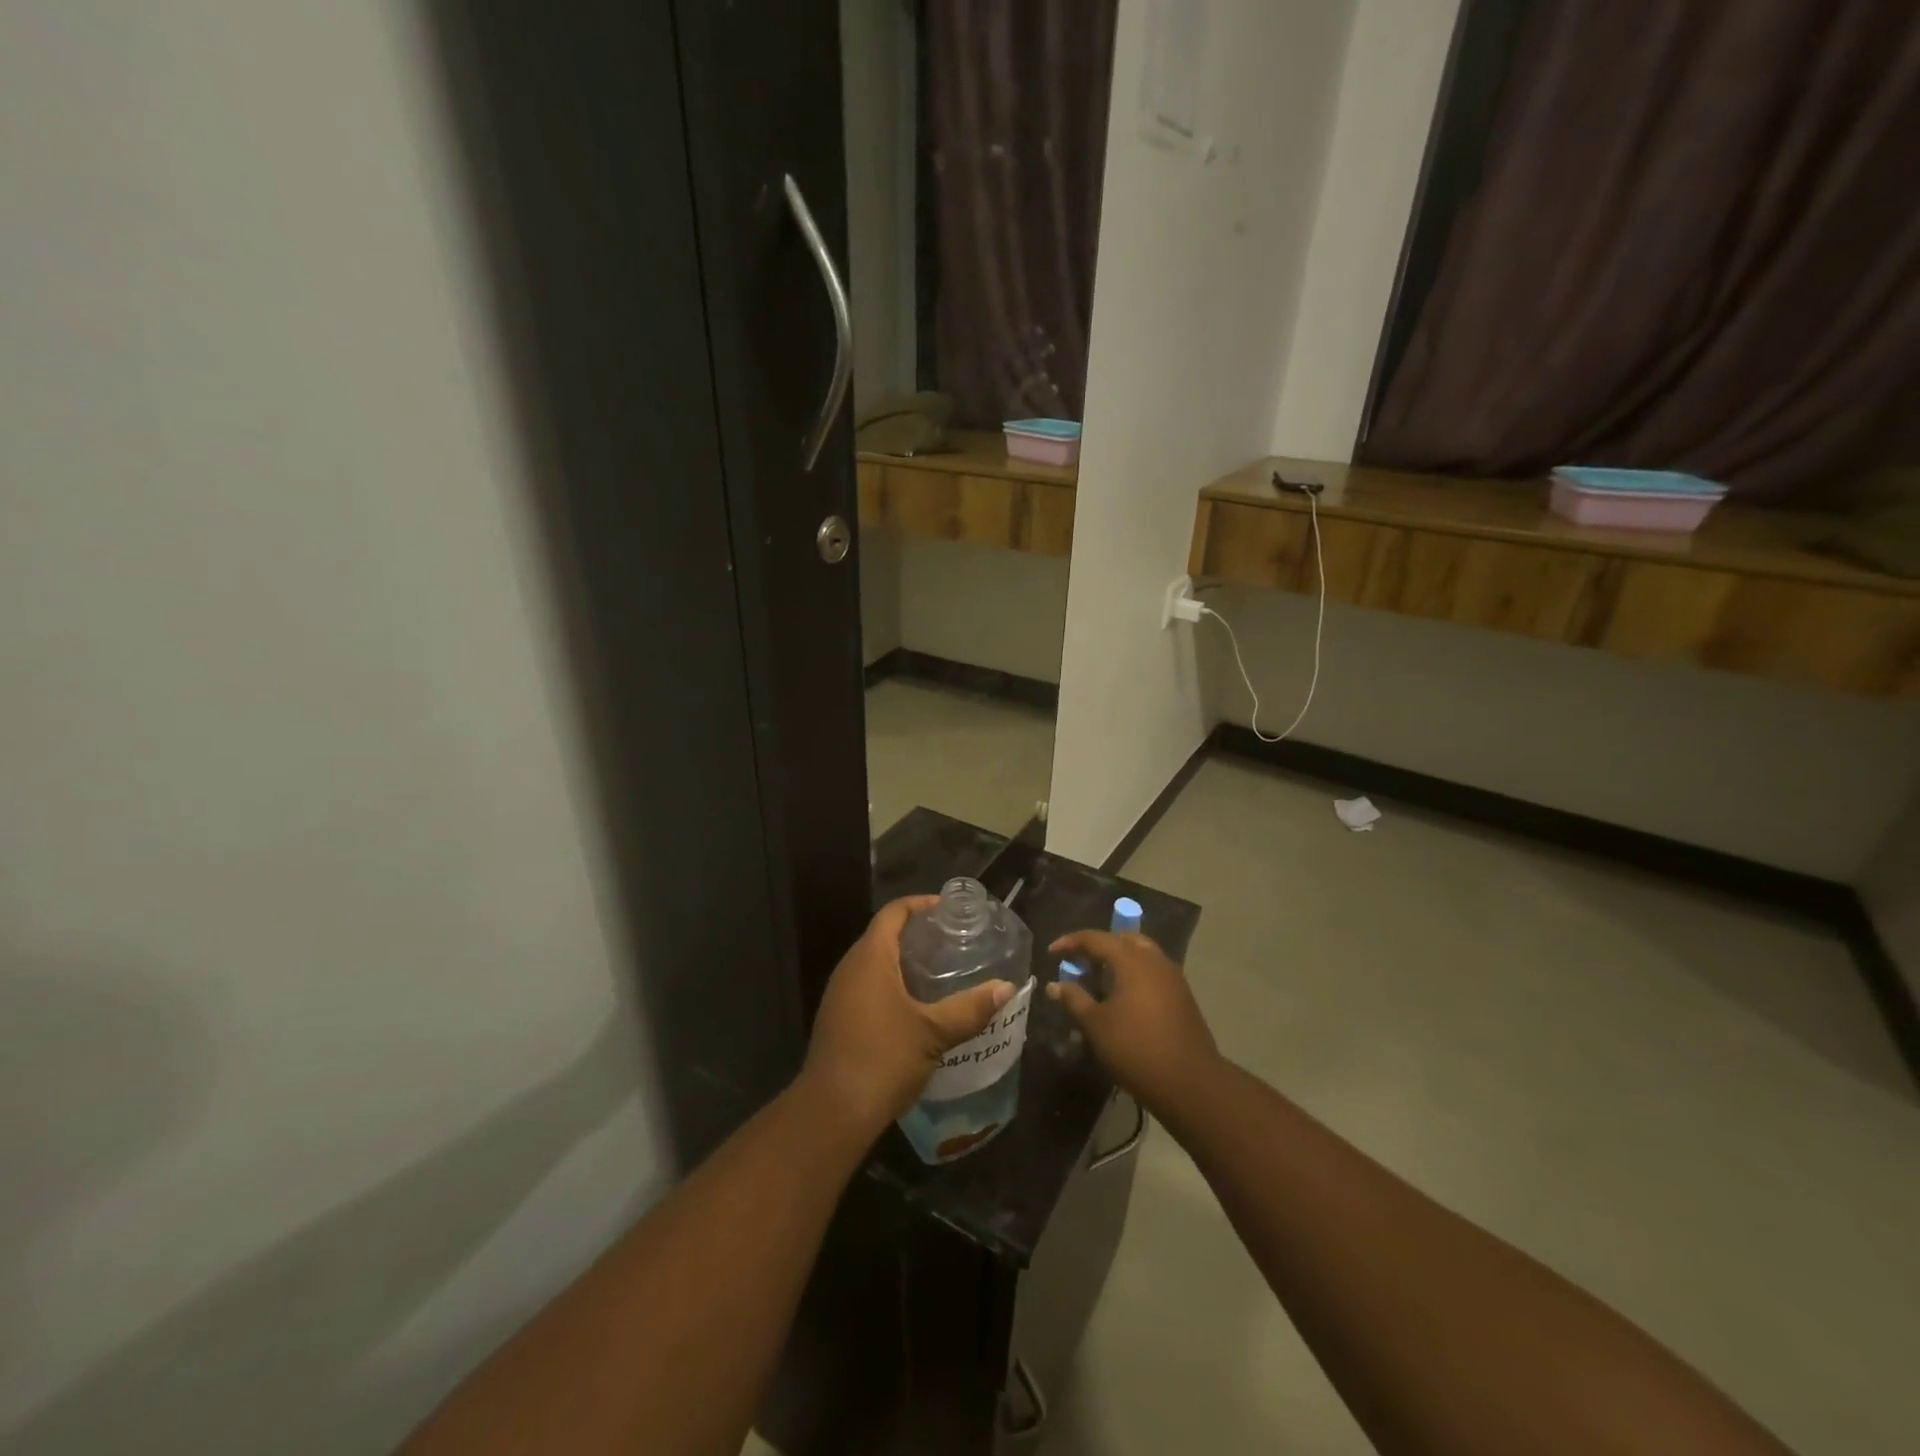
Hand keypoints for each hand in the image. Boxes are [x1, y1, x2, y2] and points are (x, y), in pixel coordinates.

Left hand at [801, 896, 1014, 1136]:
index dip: (919, 905)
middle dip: (916, 933)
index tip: (948, 910)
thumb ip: (970, 1008)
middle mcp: (850, 968)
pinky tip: (916, 1005)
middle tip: (951, 940)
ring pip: (874, 963)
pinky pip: (867, 986)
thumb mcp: (933, 1032)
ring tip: (940, 970)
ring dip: (903, 960)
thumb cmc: (883, 1058)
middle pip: (882, 935)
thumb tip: (1007, 988)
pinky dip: (892, 983)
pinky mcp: (838, 1019)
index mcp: (869, 958)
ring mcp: (840, 995)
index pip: (893, 913)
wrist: (832, 1111)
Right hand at [1046, 930, 1219, 1115]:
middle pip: (1123, 939)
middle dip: (1099, 946)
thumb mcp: (1096, 1025)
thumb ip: (1074, 999)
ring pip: (1142, 954)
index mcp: (1131, 960)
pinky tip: (1124, 997)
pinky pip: (1153, 972)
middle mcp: (1154, 960)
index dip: (1071, 942)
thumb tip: (1055, 985)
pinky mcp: (1183, 996)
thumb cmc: (1135, 1048)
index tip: (1052, 952)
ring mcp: (1172, 977)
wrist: (1190, 1082)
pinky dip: (1134, 974)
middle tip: (1080, 960)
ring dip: (1119, 959)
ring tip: (1100, 978)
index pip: (1096, 938)